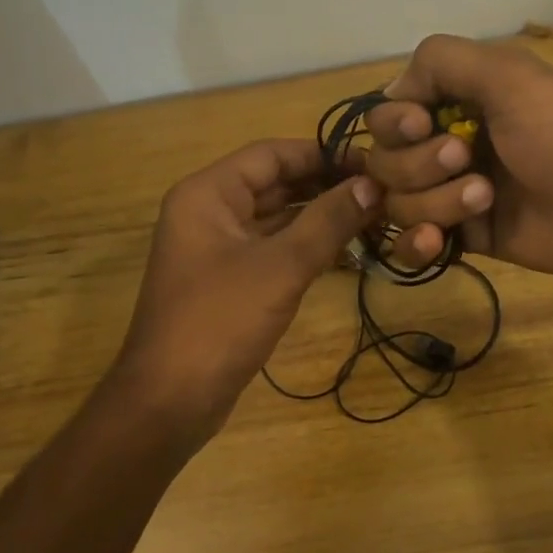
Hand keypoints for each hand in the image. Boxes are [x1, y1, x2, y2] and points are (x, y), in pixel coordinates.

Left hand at [115, 140, 380, 431]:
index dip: (322, 153)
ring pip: (277, 218)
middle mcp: (210, 213)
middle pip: (275, 184)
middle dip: (325, 185)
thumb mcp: (280, 266)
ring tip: (374, 214)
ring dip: (321, 216)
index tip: (371, 161)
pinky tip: (347, 249)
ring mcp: (219, 249)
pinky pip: (274, 249)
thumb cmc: (220, 321)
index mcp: (208, 194)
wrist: (171, 400)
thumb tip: (372, 184)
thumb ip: (328, 221)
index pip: (271, 154)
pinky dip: (307, 246)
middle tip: (381, 190)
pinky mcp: (231, 281)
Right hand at [364, 35, 552, 277]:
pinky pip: (410, 244)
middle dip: (419, 163)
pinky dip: (418, 243)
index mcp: (454, 102)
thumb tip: (391, 93)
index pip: (386, 114)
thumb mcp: (507, 74)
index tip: (423, 124)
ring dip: (437, 200)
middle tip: (466, 158)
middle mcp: (444, 145)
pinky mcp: (460, 236)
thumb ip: (440, 61)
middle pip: (384, 160)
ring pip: (398, 203)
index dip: (395, 123)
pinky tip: (440, 240)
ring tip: (485, 198)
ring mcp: (449, 194)